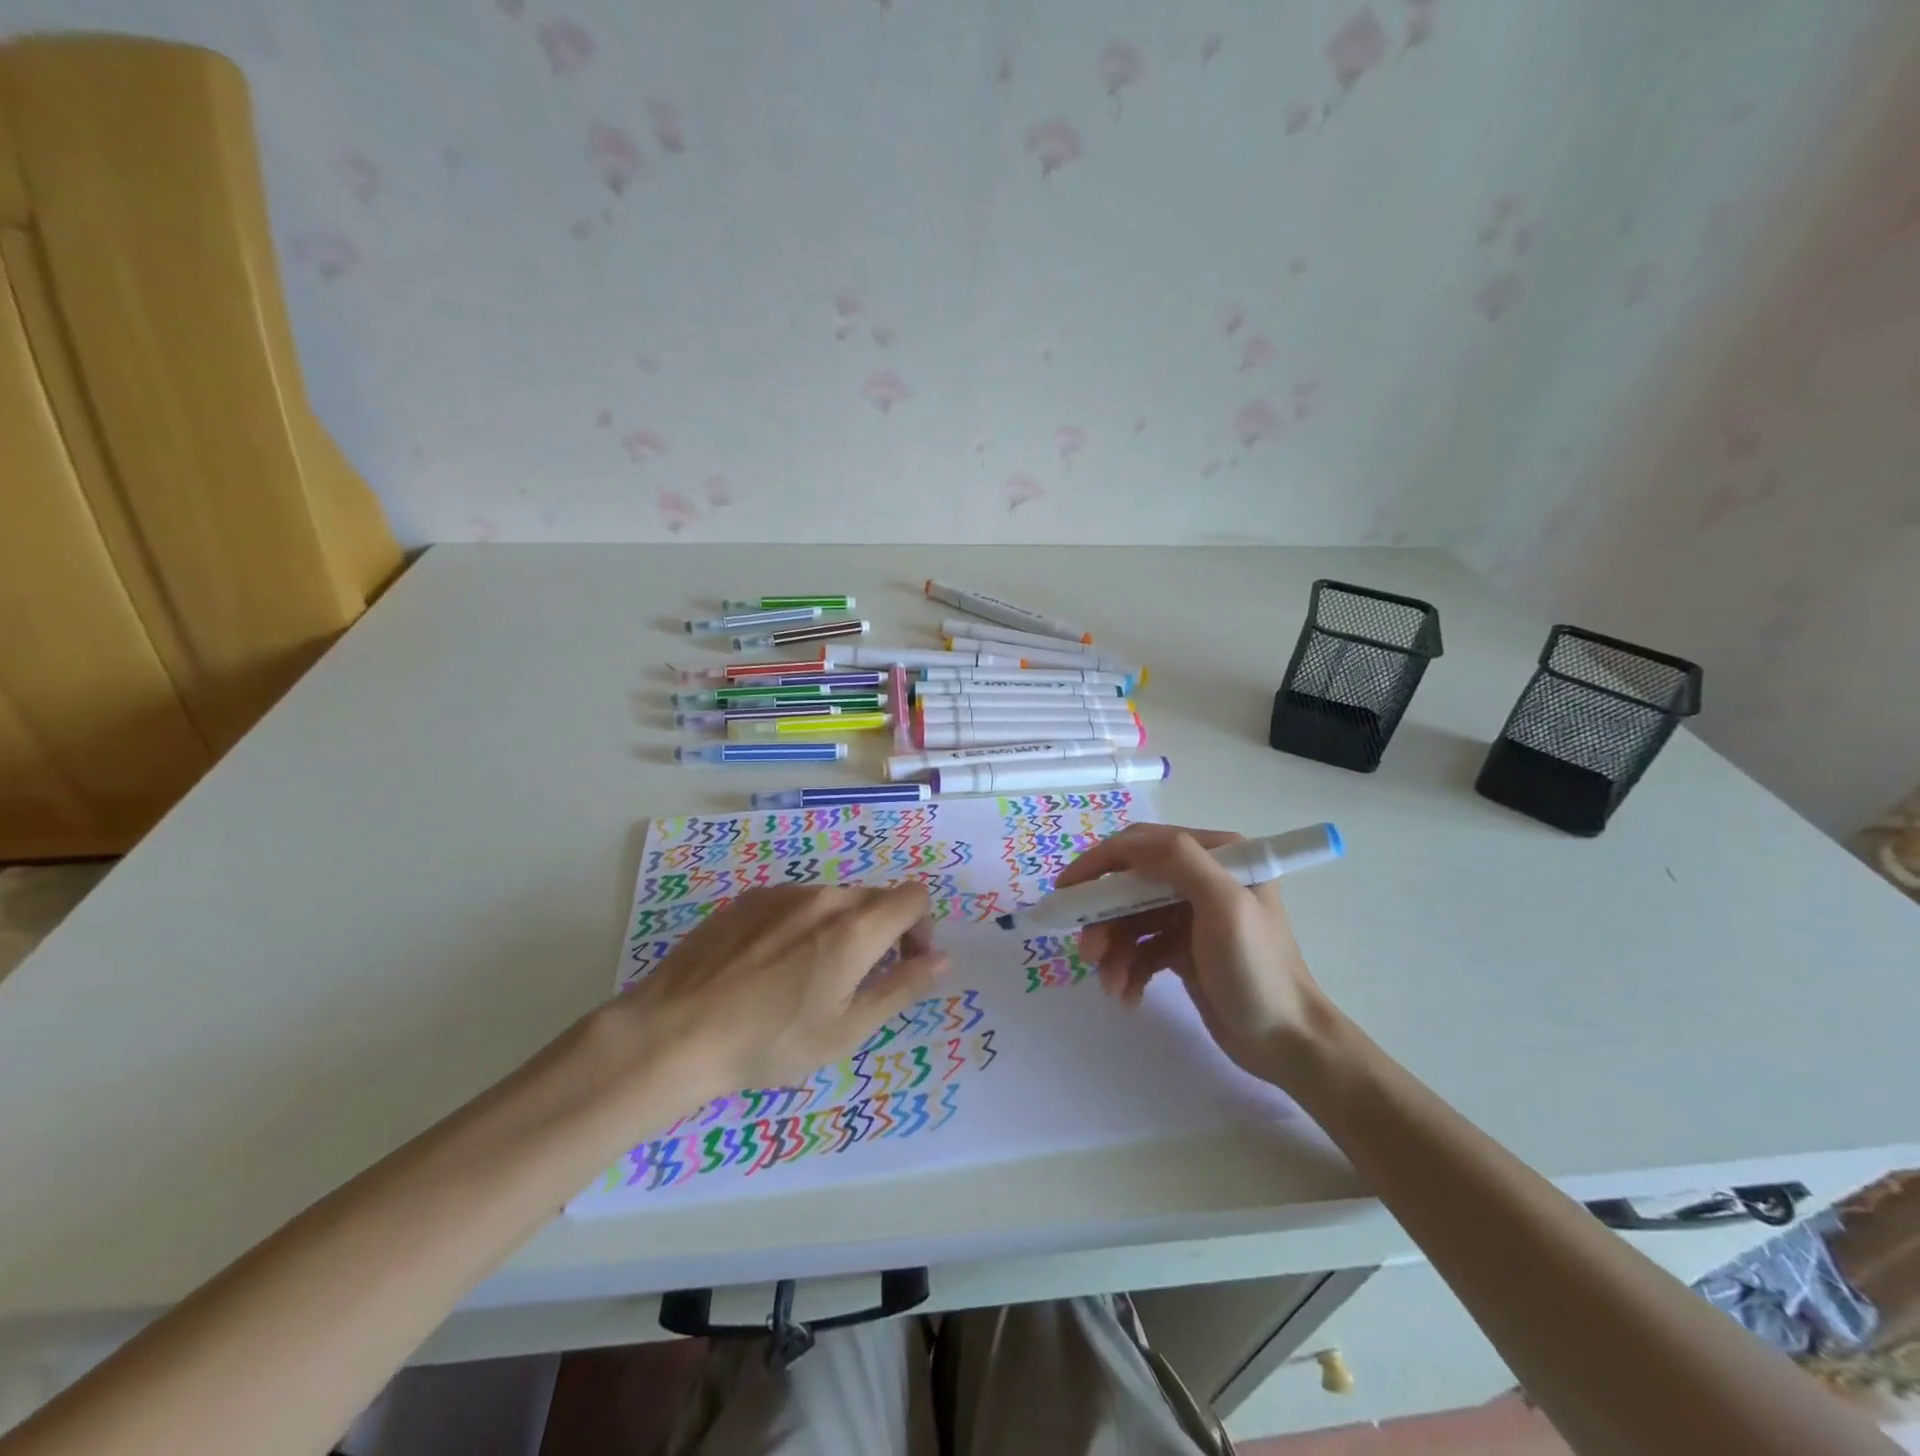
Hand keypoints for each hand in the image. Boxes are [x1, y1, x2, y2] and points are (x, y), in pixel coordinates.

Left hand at [610, 883, 948, 1100]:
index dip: (922, 926)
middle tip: (858, 979)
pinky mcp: (749, 898)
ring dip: (841, 928)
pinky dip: (803, 925)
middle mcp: (824, 897)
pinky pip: (795, 902)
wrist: (674, 1032)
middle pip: (875, 897)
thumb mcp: (846, 1030)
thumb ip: (901, 987)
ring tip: (807, 977)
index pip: (914, 896)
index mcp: (854, 928)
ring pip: (834, 899)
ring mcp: (782, 893)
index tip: (903, 963)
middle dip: (883, 930)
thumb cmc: (770, 1042)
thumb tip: (942, 958)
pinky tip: (771, 966)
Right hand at [1056, 824, 1327, 1083]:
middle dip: (1104, 917)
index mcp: (1217, 855)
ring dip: (1113, 951)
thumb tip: (1130, 842)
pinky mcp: (1182, 948)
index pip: (1143, 844)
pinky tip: (1128, 996)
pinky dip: (1128, 970)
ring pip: (1130, 920)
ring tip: (1111, 984)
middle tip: (1088, 951)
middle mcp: (1202, 877)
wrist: (1287, 1044)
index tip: (1066, 890)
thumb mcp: (1225, 905)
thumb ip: (1180, 861)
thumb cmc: (1257, 970)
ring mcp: (1190, 914)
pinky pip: (1140, 949)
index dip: (1100, 863)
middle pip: (1130, 885)